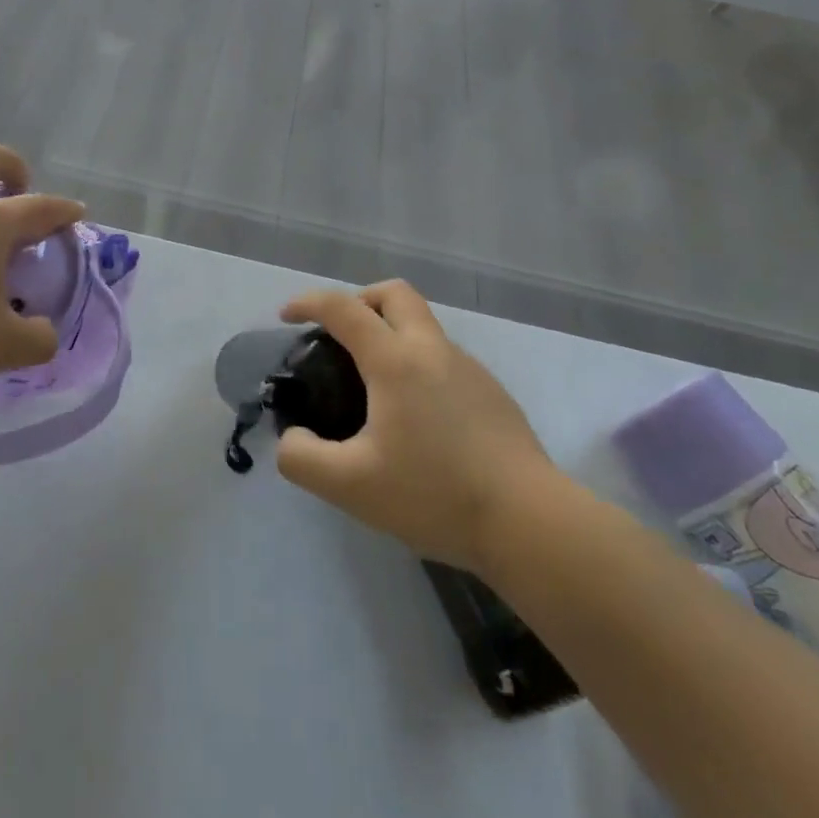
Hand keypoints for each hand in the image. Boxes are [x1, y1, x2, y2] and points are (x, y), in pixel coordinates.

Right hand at [275, 281, 554, 570]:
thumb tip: (293, 437)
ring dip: (390, 335)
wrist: (531, 524)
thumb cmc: (435, 495)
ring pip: (422, 327)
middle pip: (394, 293)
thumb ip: (302, 458)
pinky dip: (417, 366)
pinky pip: (443, 360)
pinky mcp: (492, 394)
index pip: (343, 308)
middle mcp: (432, 350)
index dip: (308, 302)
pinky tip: (415, 421)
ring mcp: (469, 369)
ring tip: (373, 391)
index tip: (287, 316)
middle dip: (359, 300)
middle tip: (339, 337)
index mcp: (395, 360)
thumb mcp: (350, 486)